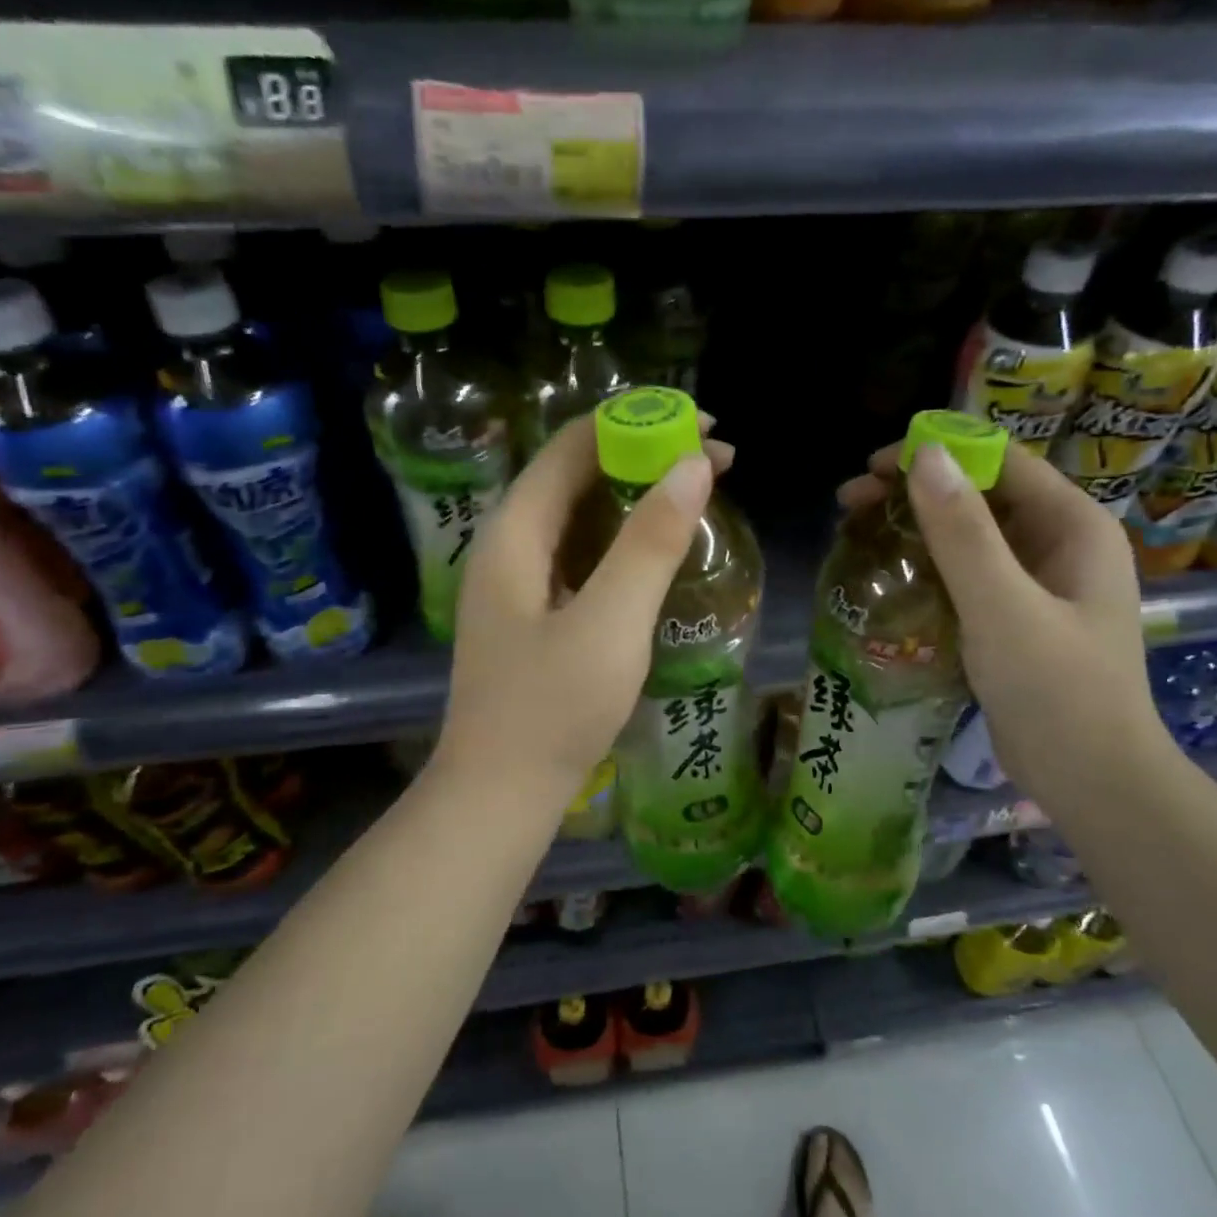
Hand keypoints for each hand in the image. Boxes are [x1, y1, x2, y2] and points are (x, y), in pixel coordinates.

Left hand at [435, 413, 733, 811]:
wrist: (500, 795)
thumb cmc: (552, 710)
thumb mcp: (610, 623)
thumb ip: (649, 542)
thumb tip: (693, 464)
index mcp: (514, 533)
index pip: (572, 445)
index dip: (636, 421)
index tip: (704, 424)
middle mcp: (509, 544)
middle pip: (576, 473)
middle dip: (644, 454)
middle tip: (717, 459)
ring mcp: (518, 580)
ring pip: (580, 513)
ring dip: (637, 495)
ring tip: (699, 492)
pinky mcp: (534, 611)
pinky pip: (582, 551)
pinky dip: (624, 536)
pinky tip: (660, 547)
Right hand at [839, 441, 1168, 799]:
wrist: (1092, 781)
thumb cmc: (1056, 690)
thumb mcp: (1002, 606)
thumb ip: (963, 531)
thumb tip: (924, 455)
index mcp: (1073, 525)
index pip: (999, 462)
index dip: (937, 453)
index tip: (873, 466)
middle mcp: (1059, 543)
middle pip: (979, 494)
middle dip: (915, 490)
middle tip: (851, 501)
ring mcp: (1038, 582)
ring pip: (969, 534)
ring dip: (915, 526)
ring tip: (857, 531)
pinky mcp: (1016, 616)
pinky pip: (967, 572)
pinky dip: (927, 564)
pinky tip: (889, 573)